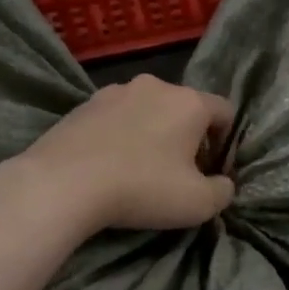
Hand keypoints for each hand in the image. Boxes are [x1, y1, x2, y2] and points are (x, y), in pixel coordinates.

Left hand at [19, 75, 236, 231]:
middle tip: (177, 173)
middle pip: (185, 108)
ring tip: (138, 169)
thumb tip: (223, 184)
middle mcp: (156, 86)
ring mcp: (115, 91)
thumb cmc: (142, 188)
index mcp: (190, 102)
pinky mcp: (83, 105)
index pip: (225, 111)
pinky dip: (120, 136)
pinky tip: (108, 165)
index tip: (212, 170)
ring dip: (152, 134)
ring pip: (148, 110)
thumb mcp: (198, 203)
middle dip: (187, 137)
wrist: (62, 183)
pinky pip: (115, 118)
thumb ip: (222, 192)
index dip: (226, 142)